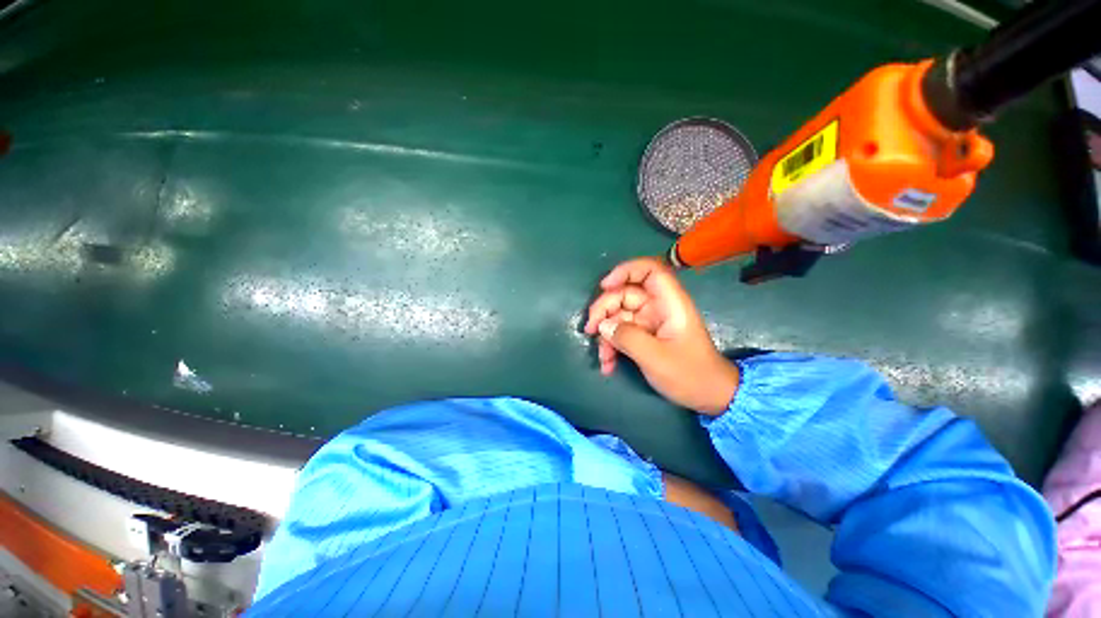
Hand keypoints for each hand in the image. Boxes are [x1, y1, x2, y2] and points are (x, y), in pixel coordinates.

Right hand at [584, 257, 738, 414]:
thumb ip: (627, 338)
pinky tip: (607, 364)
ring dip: (605, 335)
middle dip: (604, 310)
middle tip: (590, 331)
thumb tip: (603, 326)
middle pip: (624, 294)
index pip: (649, 271)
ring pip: (618, 315)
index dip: (626, 271)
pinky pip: (620, 332)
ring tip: (602, 358)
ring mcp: (649, 321)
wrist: (708, 396)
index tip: (604, 286)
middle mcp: (657, 307)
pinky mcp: (643, 335)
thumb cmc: (689, 374)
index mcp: (669, 303)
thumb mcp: (656, 358)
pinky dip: (611, 346)